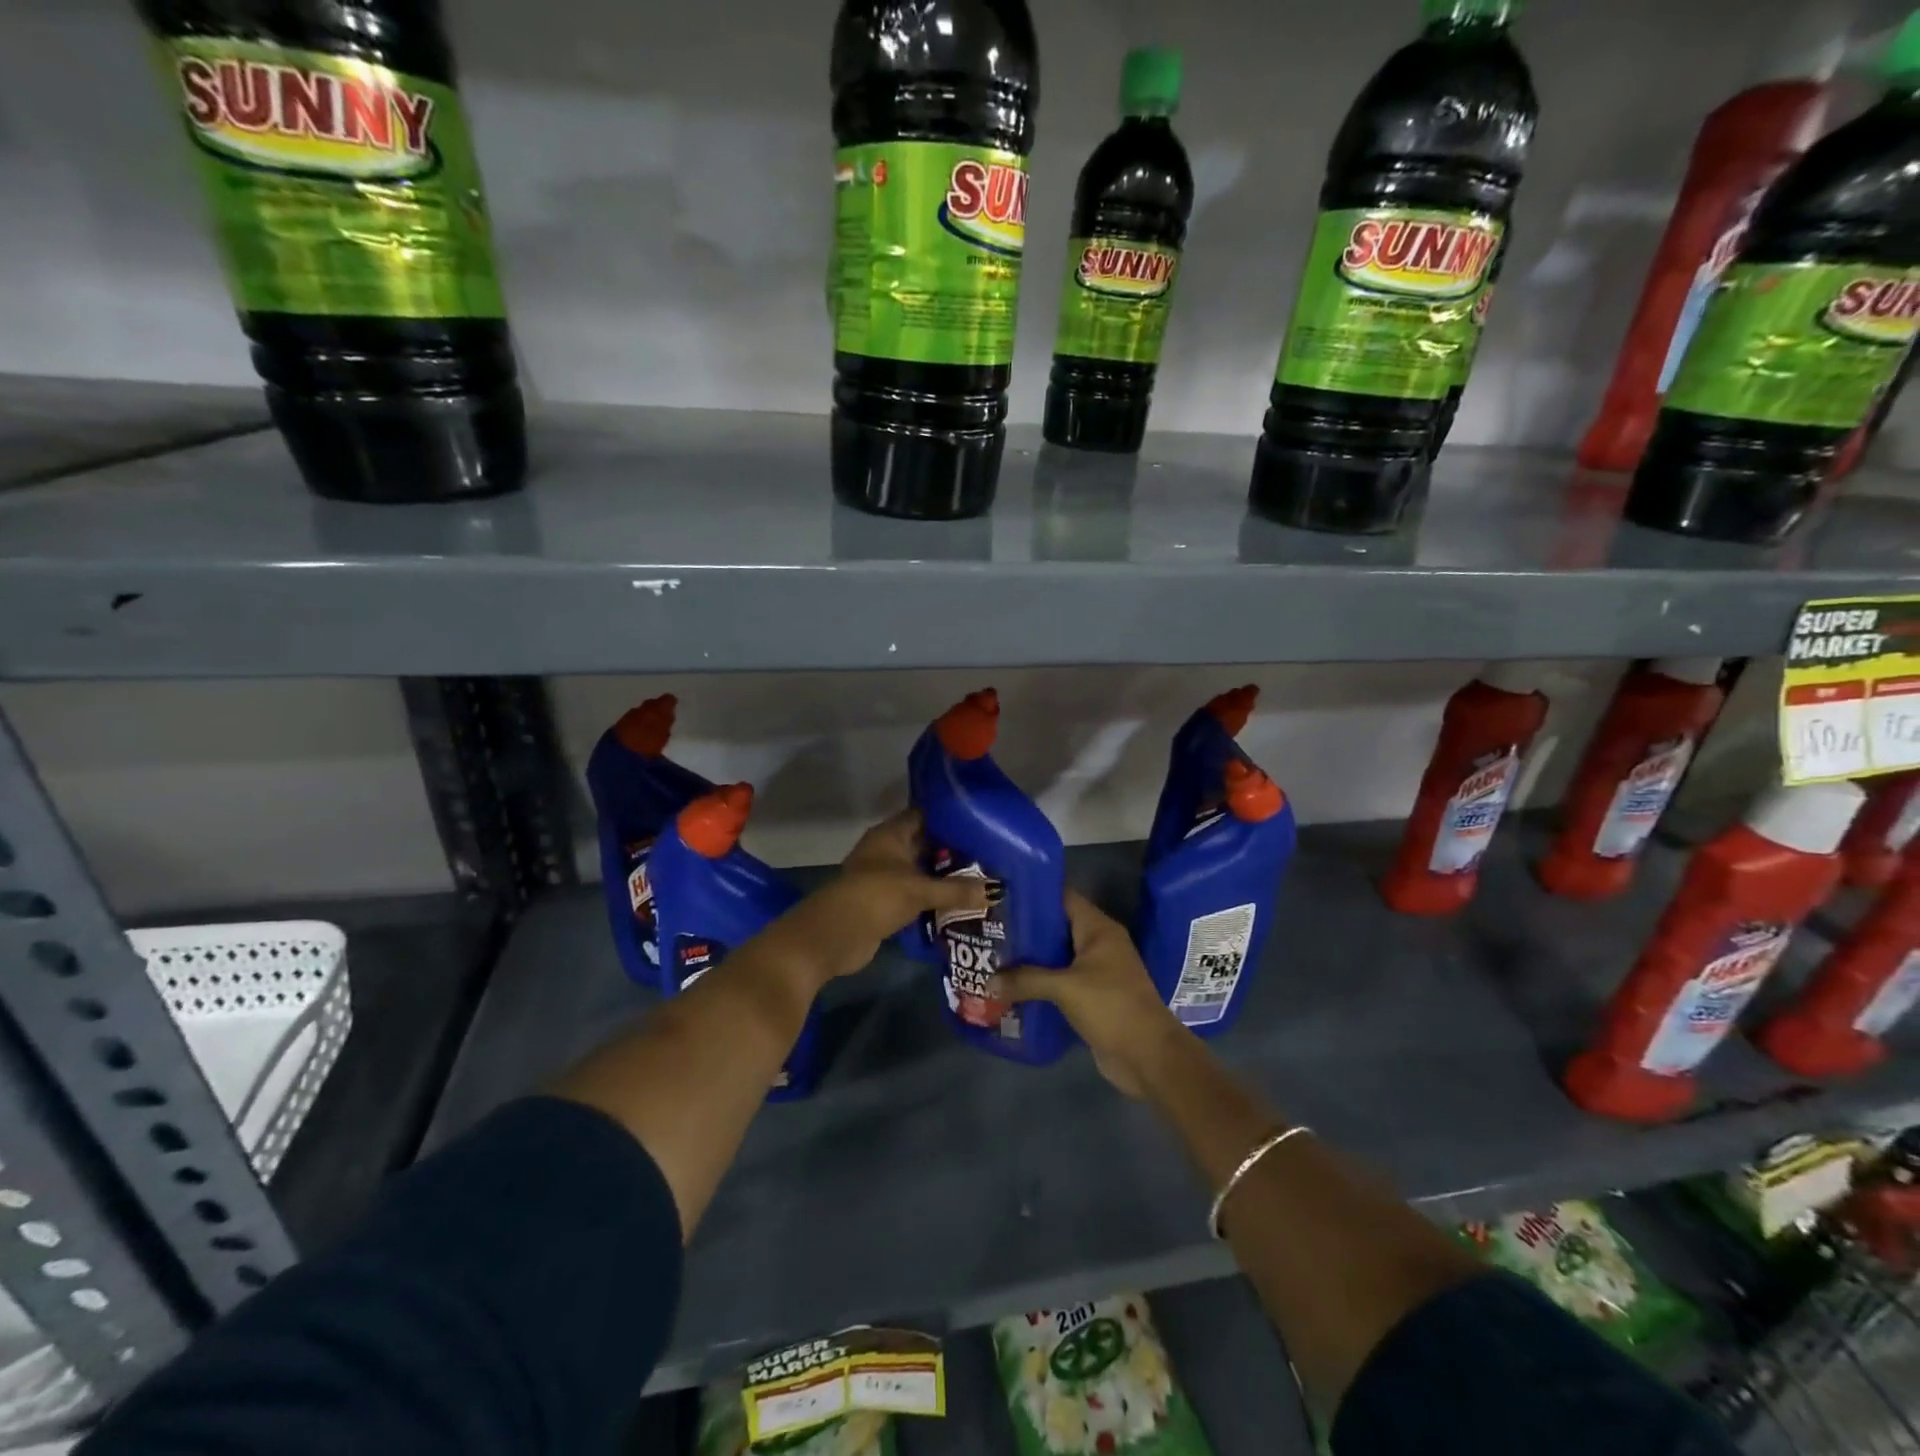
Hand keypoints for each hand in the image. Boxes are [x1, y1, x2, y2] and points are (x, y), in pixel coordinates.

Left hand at [796, 810, 987, 981]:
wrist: (834, 936)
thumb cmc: (876, 897)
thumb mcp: (920, 890)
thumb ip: (956, 890)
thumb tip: (996, 891)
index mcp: (890, 834)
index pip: (924, 816)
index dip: (950, 818)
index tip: (980, 823)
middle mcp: (886, 850)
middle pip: (924, 845)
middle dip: (952, 851)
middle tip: (989, 855)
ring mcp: (883, 877)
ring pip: (920, 871)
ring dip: (943, 877)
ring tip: (982, 879)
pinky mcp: (884, 903)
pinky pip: (915, 894)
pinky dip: (933, 898)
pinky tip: (960, 904)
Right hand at [990, 891, 1186, 1096]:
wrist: (1148, 1056)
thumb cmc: (1111, 1007)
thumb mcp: (1065, 988)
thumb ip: (1026, 980)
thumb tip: (988, 982)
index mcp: (1099, 929)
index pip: (1063, 898)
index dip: (1034, 894)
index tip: (1002, 896)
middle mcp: (1099, 944)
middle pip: (1057, 927)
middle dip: (1026, 930)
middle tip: (990, 928)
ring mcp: (1097, 972)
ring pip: (1057, 957)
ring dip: (1030, 959)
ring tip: (994, 956)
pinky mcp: (1092, 997)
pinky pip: (1060, 982)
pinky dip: (1040, 983)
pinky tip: (1012, 987)